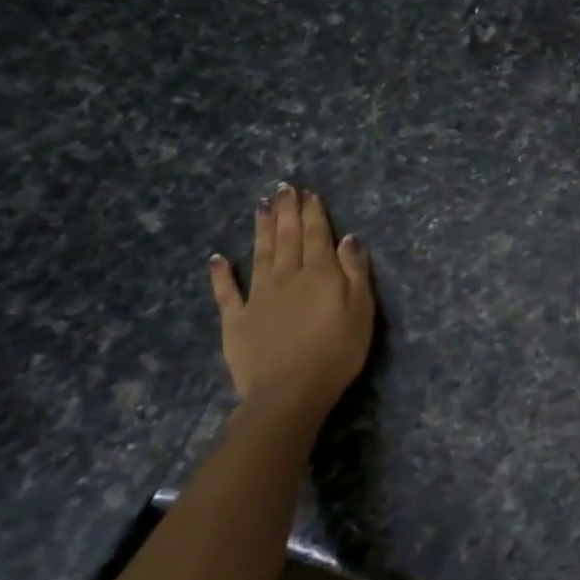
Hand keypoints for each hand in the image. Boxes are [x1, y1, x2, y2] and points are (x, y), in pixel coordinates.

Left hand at [208, 183, 374, 421]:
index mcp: (319, 274)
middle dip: (286, 211)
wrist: (289, 393)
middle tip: (283, 187)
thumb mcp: (361, 311)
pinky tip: (218, 257)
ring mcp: (258, 297)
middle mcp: (287, 277)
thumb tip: (348, 237)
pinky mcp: (236, 320)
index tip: (308, 192)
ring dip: (261, 229)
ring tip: (260, 206)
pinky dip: (221, 274)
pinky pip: (227, 292)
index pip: (317, 235)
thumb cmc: (336, 352)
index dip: (312, 212)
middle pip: (287, 238)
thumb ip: (354, 272)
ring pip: (260, 254)